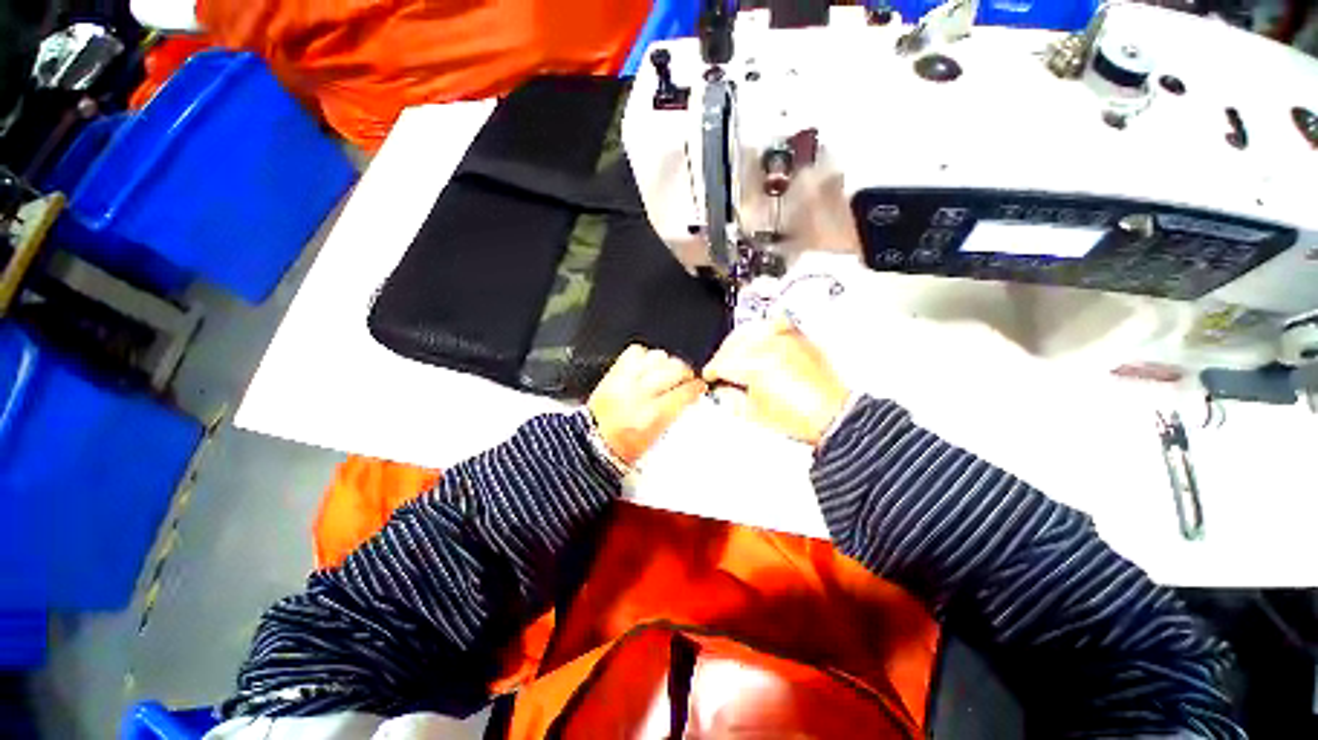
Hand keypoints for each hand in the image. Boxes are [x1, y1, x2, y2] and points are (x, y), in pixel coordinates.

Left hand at [588, 345, 705, 464]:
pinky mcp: (614, 373)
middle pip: (675, 368)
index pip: (684, 392)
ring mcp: (625, 381)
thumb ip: (674, 415)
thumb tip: (689, 397)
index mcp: (652, 417)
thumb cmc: (622, 448)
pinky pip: (635, 352)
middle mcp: (640, 395)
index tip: (699, 387)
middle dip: (686, 372)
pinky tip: (647, 367)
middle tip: (686, 379)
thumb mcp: (656, 439)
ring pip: (657, 357)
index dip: (697, 388)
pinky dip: (645, 357)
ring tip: (666, 372)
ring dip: (666, 363)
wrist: (591, 443)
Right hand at [703, 318, 849, 446]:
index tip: (710, 375)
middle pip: (733, 343)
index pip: (723, 362)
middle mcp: (770, 347)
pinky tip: (756, 338)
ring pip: (749, 330)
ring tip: (734, 353)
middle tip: (719, 367)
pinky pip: (772, 325)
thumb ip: (730, 398)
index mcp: (756, 366)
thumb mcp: (754, 414)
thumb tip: (722, 389)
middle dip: (722, 355)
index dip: (712, 370)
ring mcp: (786, 339)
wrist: (833, 417)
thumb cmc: (802, 418)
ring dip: (736, 341)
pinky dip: (760, 330)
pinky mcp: (798, 338)